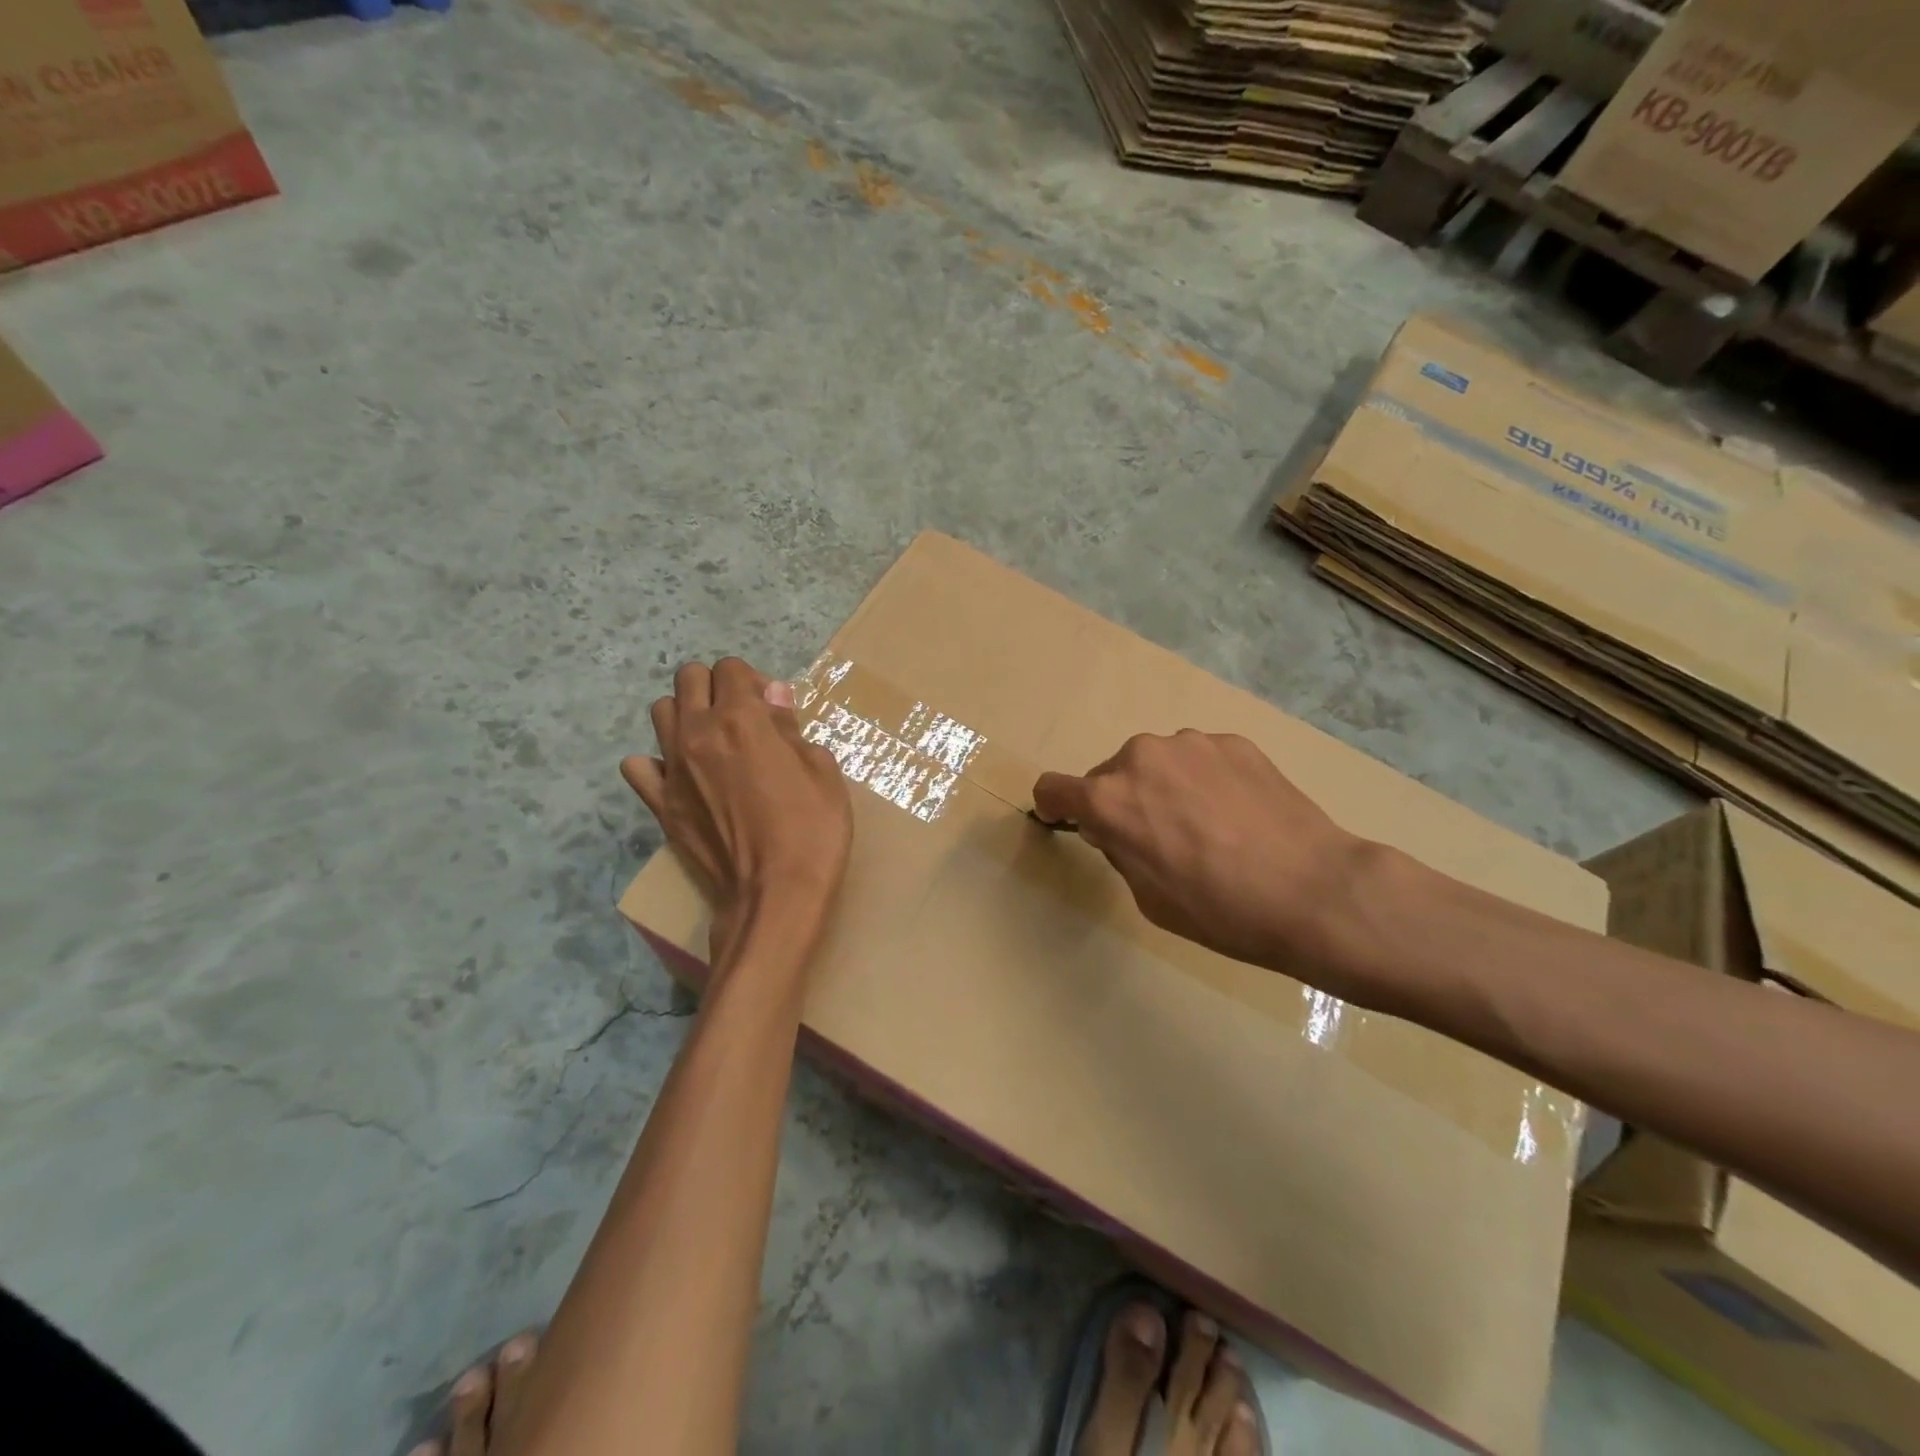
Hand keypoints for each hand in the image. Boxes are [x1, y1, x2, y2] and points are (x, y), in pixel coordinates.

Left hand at [623, 657, 852, 959]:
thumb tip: (772, 696)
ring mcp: (673, 769)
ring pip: (661, 711)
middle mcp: (699, 733)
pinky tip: (681, 775)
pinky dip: (656, 762)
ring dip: (686, 714)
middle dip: (716, 686)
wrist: (776, 894)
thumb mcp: (822, 770)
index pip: (732, 668)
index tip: (773, 708)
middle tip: (742, 718)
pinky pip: (638, 766)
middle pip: (689, 678)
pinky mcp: (660, 804)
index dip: (754, 681)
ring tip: (712, 742)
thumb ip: (790, 727)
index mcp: (742, 719)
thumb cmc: (812, 830)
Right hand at [1032, 731, 1372, 983]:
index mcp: (1108, 799)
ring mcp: (1190, 743)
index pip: (1053, 788)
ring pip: (1157, 763)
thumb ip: (1119, 850)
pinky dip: (1204, 780)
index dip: (1055, 807)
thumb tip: (1118, 827)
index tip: (1068, 821)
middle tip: (1158, 838)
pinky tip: (1238, 814)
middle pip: (1110, 774)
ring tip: (1207, 825)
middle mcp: (1140, 757)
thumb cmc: (1219, 910)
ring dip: (1164, 786)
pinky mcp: (1233, 742)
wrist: (1313, 891)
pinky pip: (1199, 759)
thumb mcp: (1147, 896)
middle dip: (1121, 801)